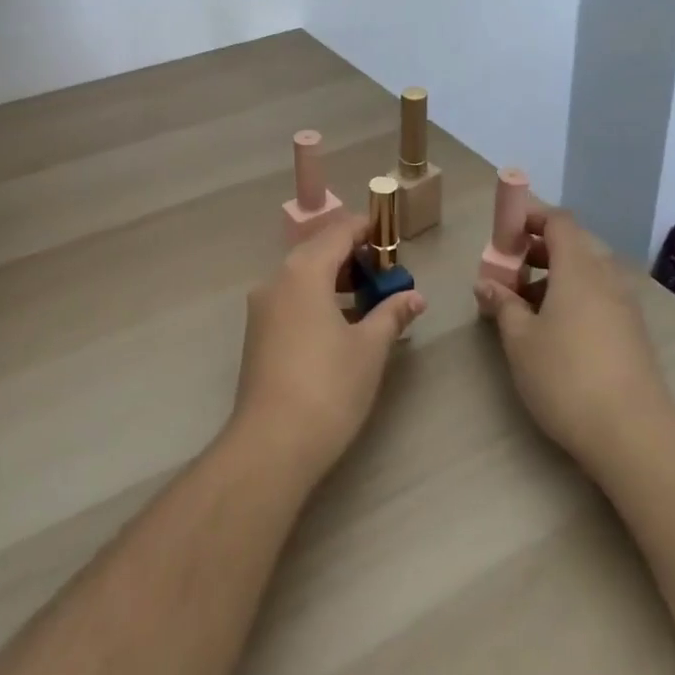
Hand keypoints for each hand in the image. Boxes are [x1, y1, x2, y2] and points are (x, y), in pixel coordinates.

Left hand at [229, 215, 427, 483]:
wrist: (271, 444)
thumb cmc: (328, 387)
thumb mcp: (369, 348)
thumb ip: (392, 314)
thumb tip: (415, 297)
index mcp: (304, 271)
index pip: (339, 232)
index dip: (367, 229)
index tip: (393, 236)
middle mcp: (277, 279)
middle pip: (319, 250)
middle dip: (353, 255)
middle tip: (387, 270)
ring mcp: (263, 307)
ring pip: (303, 275)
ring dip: (336, 278)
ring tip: (371, 297)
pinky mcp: (259, 333)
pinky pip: (293, 298)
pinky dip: (319, 298)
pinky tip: (343, 323)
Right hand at [474, 208, 674, 474]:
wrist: (634, 436)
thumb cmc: (566, 377)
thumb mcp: (520, 340)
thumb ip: (503, 304)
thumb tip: (486, 284)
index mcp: (579, 268)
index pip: (558, 221)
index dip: (529, 218)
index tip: (502, 234)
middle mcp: (606, 277)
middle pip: (571, 245)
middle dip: (535, 250)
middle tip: (505, 272)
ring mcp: (624, 306)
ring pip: (584, 273)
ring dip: (551, 277)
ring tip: (521, 305)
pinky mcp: (631, 332)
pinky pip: (596, 296)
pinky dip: (570, 297)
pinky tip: (550, 330)